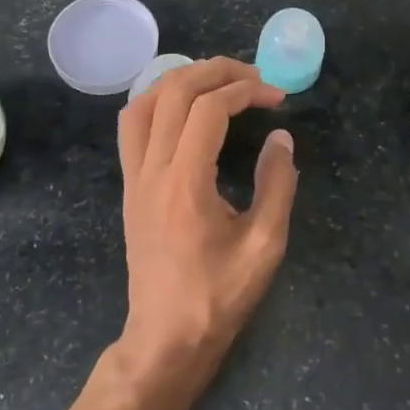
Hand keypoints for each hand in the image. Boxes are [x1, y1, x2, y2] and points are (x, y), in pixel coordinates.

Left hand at [115, 58, 298, 386]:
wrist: (165, 339)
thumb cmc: (218, 297)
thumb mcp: (265, 245)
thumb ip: (277, 185)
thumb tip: (280, 137)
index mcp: (185, 183)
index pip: (209, 109)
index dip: (245, 90)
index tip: (277, 97)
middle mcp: (152, 170)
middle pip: (173, 91)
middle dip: (216, 71)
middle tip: (253, 76)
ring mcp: (134, 177)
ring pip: (143, 102)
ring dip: (181, 79)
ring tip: (218, 81)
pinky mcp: (129, 187)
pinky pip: (133, 126)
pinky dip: (158, 101)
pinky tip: (185, 108)